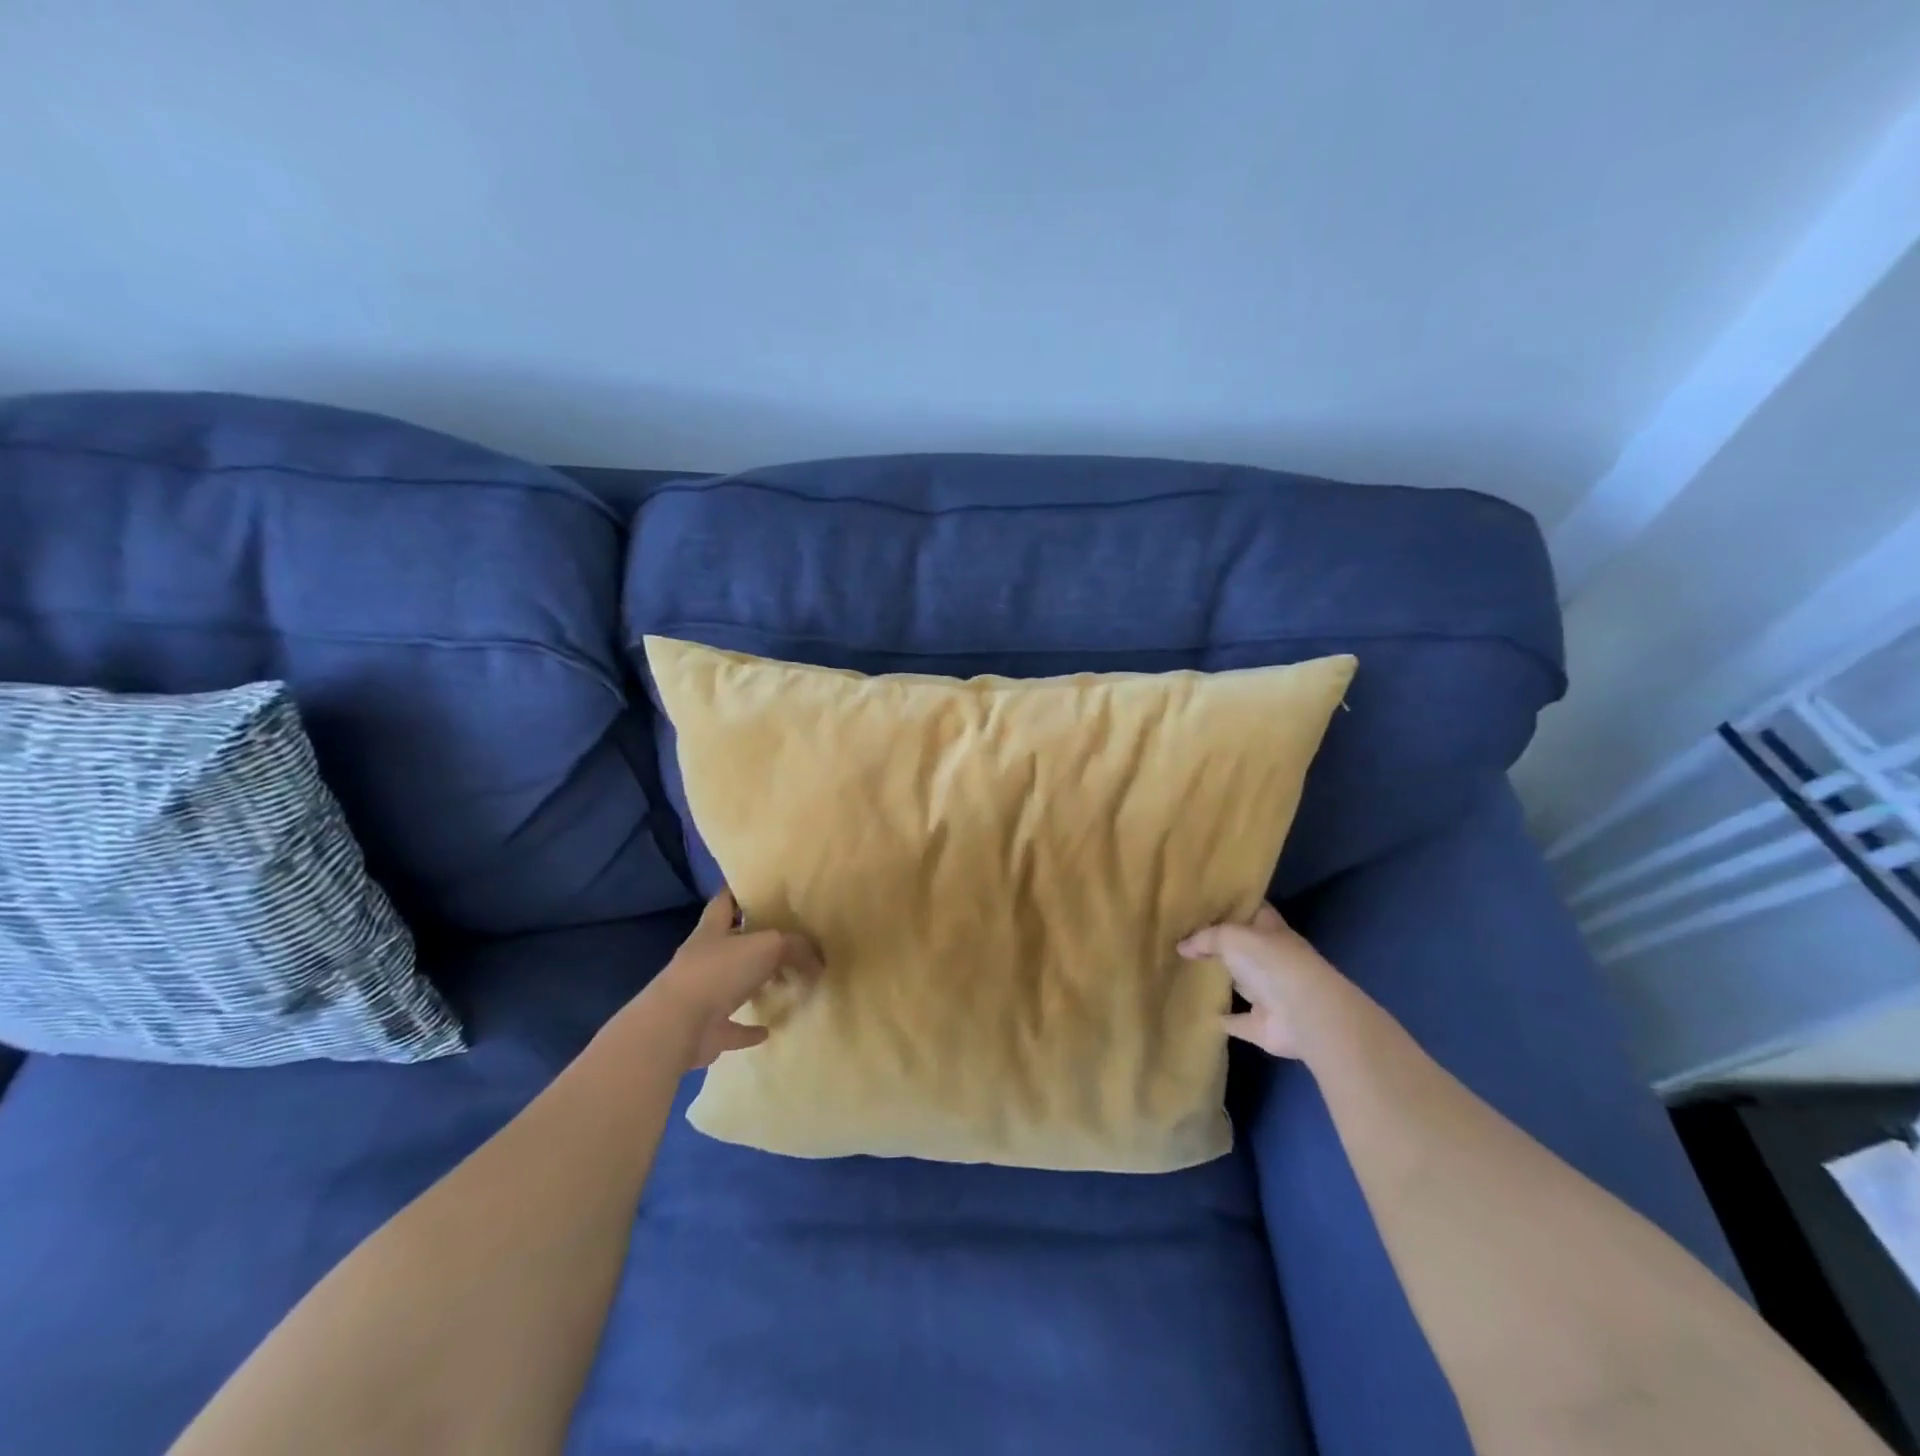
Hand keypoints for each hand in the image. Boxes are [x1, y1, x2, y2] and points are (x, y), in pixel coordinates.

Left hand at [648, 889, 822, 1068]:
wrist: (677, 1026)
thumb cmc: (719, 972)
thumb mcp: (768, 946)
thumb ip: (796, 947)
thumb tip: (817, 961)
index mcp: (712, 930)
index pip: (724, 901)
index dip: (739, 892)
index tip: (760, 887)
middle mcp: (704, 959)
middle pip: (732, 944)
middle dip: (755, 942)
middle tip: (789, 939)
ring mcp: (702, 995)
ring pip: (733, 984)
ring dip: (754, 985)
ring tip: (784, 982)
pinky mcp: (706, 1029)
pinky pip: (732, 1026)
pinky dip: (749, 1029)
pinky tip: (768, 1029)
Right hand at [1178, 903, 1350, 1058]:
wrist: (1306, 1016)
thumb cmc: (1272, 963)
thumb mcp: (1232, 937)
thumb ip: (1205, 938)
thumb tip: (1181, 946)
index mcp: (1270, 931)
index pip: (1251, 911)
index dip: (1231, 905)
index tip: (1203, 902)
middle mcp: (1271, 960)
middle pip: (1242, 948)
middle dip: (1219, 945)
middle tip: (1183, 938)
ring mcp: (1268, 993)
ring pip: (1239, 983)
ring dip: (1220, 980)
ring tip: (1185, 972)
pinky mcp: (1262, 1025)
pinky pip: (1236, 1021)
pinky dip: (1222, 1019)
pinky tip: (1199, 1012)